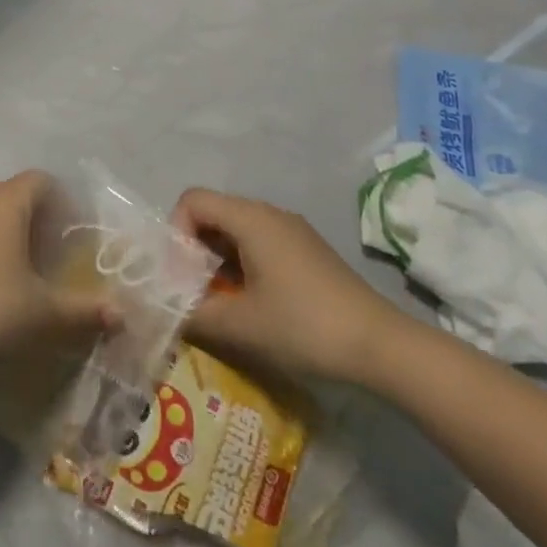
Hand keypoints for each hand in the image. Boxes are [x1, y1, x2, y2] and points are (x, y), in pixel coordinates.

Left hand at [0, 171, 116, 377]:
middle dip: (38, 219)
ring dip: (9, 233)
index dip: (61, 201)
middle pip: (14, 195)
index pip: (40, 181)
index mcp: (6, 203)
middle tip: (55, 255)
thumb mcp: (43, 312)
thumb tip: (121, 315)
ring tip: (25, 272)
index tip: (72, 234)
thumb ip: (84, 308)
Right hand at [174, 188, 409, 388]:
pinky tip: (249, 303)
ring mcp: (291, 230)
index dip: (176, 233)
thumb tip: (166, 310)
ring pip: (235, 230)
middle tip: (192, 292)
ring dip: (216, 260)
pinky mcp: (305, 250)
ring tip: (217, 302)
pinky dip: (240, 265)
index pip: (193, 200)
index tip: (180, 276)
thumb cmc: (304, 326)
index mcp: (251, 218)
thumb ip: (194, 313)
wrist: (380, 345)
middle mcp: (269, 213)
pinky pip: (258, 243)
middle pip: (213, 212)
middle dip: (193, 249)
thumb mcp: (241, 325)